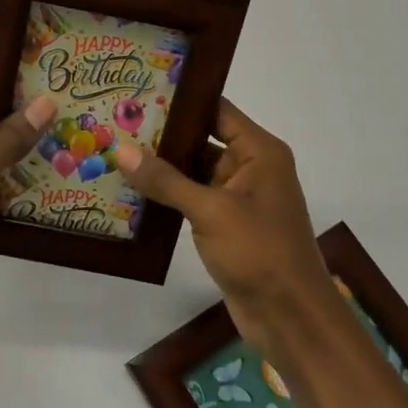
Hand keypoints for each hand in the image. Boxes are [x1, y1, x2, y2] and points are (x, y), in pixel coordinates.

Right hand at [115, 100, 333, 345]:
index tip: (140, 90)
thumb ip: (166, 180)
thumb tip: (122, 150)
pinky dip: (167, 196)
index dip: (181, 100)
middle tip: (116, 122)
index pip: (216, 110)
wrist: (291, 317)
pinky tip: (131, 192)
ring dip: (161, 168)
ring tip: (116, 152)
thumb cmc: (259, 252)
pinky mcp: (226, 225)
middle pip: (202, 139)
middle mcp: (250, 168)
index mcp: (258, 152)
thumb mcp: (210, 210)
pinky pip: (193, 200)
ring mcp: (238, 198)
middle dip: (163, 135)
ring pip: (194, 172)